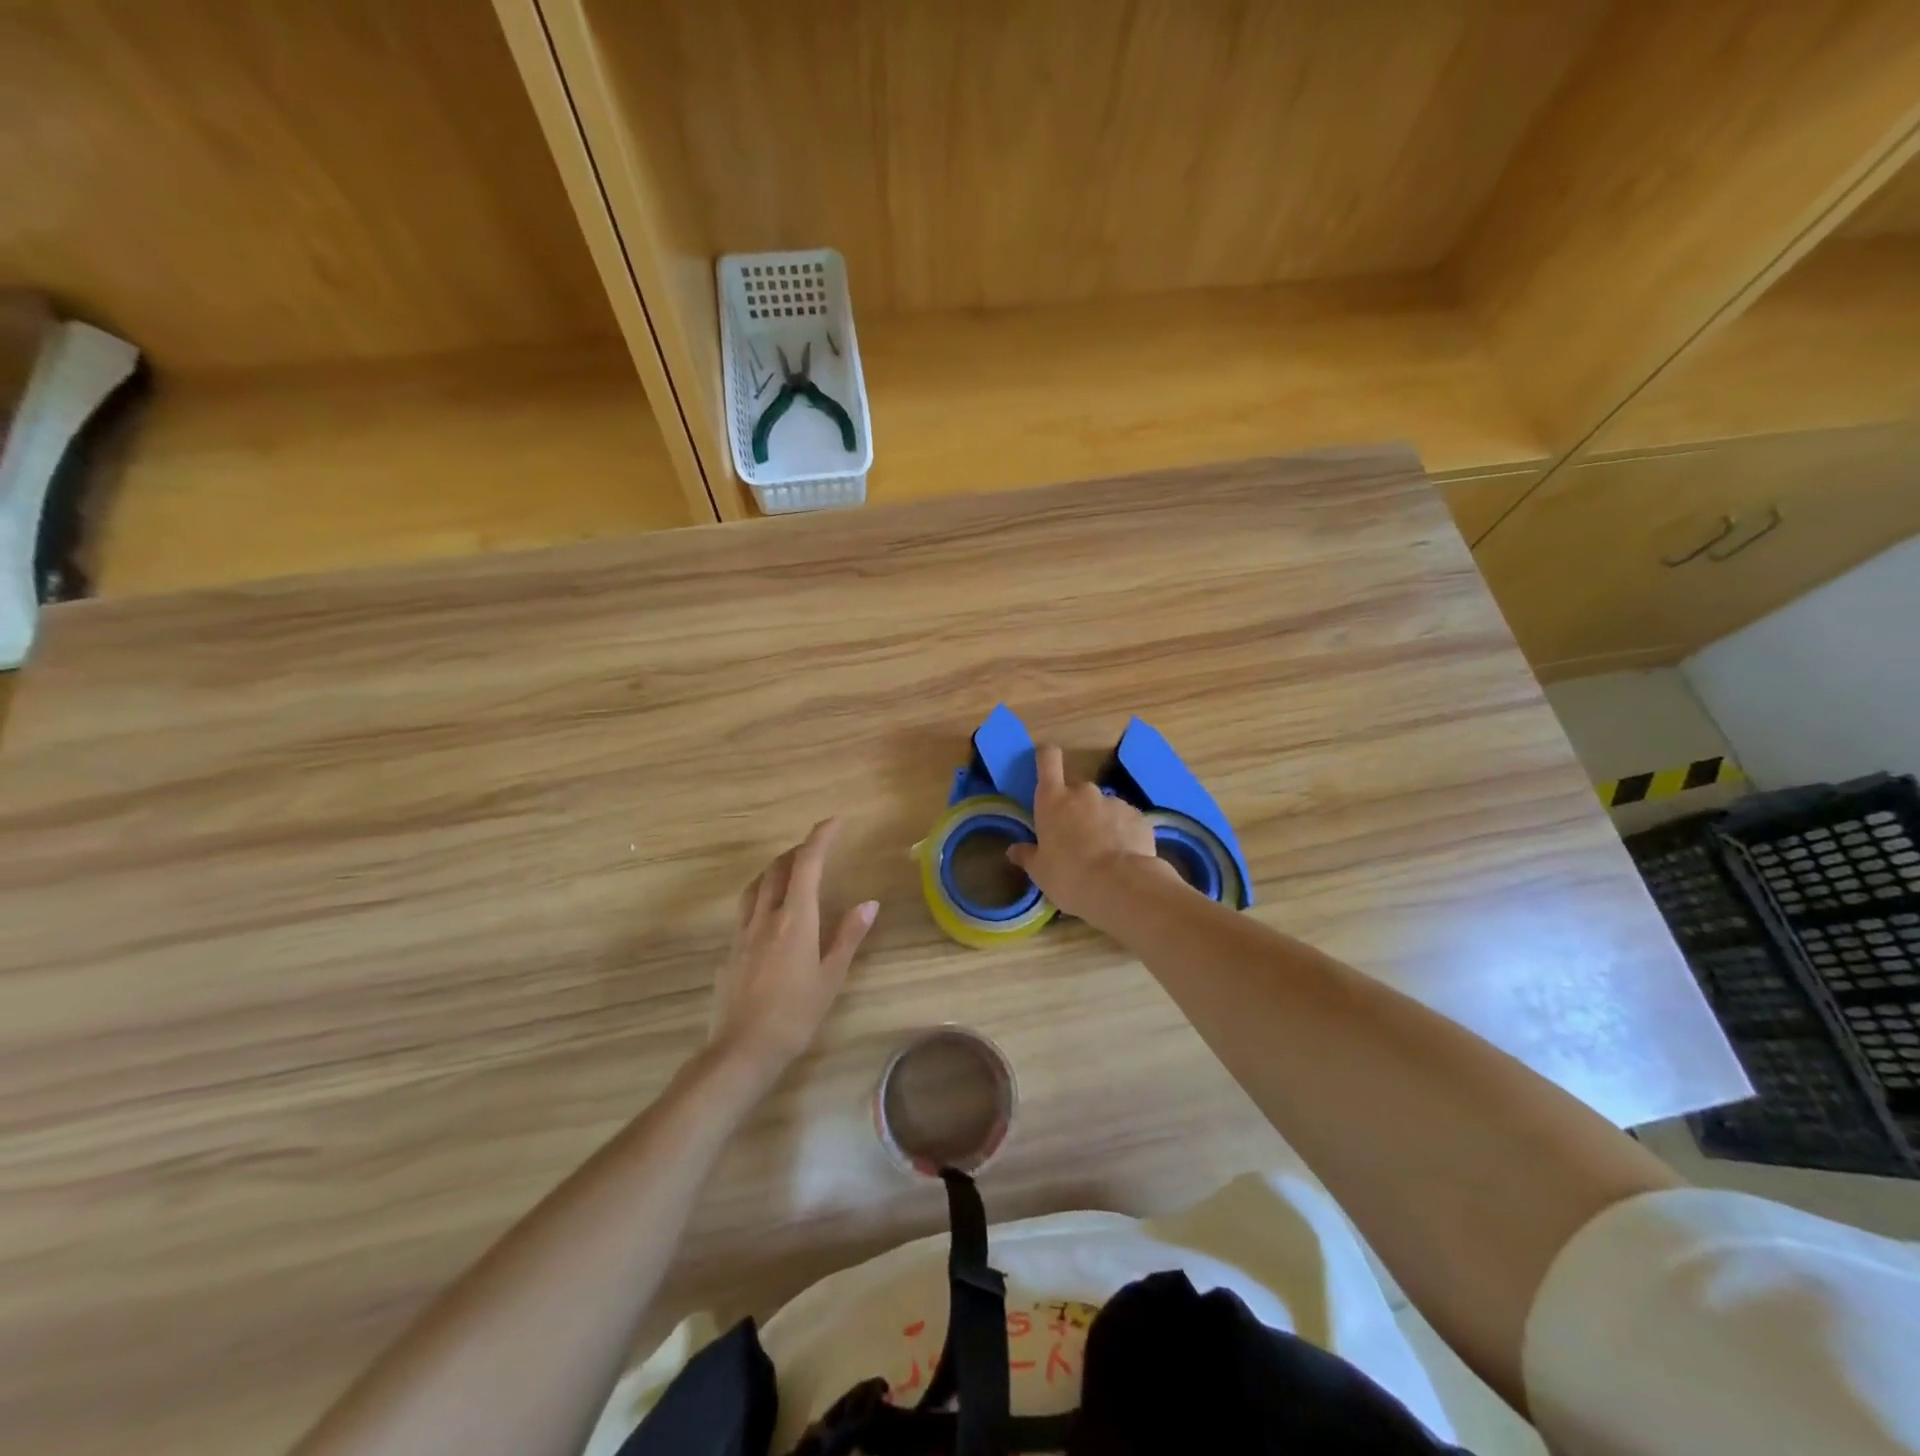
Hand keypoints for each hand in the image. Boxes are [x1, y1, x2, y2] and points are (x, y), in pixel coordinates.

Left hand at [711, 818, 877, 1072]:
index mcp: (795, 918)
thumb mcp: (831, 977)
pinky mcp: (729, 951)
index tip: (835, 821)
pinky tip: (770, 916)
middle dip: (798, 850)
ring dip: (775, 869)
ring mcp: (743, 932)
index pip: (807, 863)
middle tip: (817, 848)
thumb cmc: (795, 1015)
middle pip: (778, 868)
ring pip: (757, 885)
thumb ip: (848, 936)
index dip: (821, 836)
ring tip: (791, 872)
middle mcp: (766, 916)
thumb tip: (870, 903)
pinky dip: (762, 896)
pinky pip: (746, 909)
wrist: (742, 1051)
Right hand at [1006, 743, 1175, 922]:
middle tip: (1076, 837)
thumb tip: (1014, 850)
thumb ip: (1027, 855)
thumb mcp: (1040, 871)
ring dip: (1101, 822)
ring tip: (1104, 853)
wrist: (1121, 887)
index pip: (1047, 759)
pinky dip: (1123, 833)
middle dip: (1076, 808)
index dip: (1046, 756)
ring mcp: (1114, 802)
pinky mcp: (1139, 817)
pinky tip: (1124, 857)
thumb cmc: (1069, 876)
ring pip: (1103, 807)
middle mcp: (1084, 792)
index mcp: (1053, 800)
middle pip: (1076, 790)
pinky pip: (1126, 821)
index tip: (1045, 760)